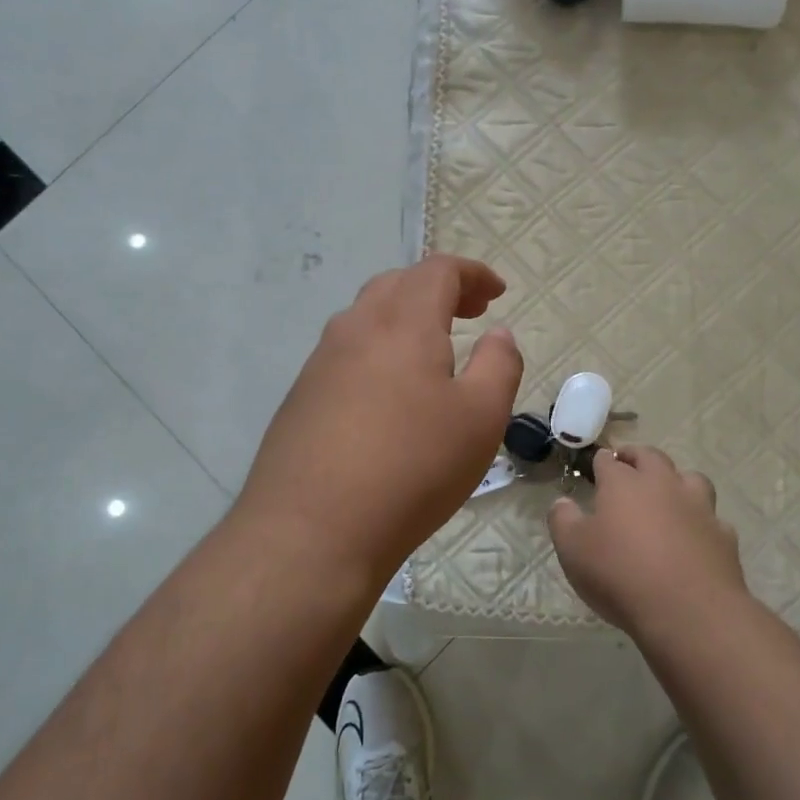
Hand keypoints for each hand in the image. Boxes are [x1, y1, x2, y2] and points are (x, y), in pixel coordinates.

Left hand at [237, 254, 522, 590]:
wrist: (311, 529)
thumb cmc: (412, 468)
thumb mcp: (481, 419)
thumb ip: (498, 366)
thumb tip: (499, 334)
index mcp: (403, 323)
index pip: (437, 270)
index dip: (472, 273)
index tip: (497, 293)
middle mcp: (356, 329)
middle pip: (397, 284)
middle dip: (438, 290)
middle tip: (470, 314)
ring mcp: (320, 362)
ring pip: (366, 317)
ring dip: (404, 318)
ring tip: (432, 350)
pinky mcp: (301, 397)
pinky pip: (346, 353)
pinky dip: (378, 349)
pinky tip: (389, 392)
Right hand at [548, 447, 746, 637]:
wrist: (688, 610)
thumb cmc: (620, 574)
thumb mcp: (573, 550)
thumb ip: (563, 521)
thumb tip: (562, 502)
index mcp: (623, 484)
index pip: (609, 461)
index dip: (601, 461)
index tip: (596, 465)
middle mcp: (663, 485)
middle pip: (651, 457)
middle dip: (637, 456)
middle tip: (628, 463)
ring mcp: (698, 508)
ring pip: (690, 478)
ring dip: (677, 480)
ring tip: (667, 493)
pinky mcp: (723, 535)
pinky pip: (712, 518)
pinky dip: (701, 520)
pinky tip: (694, 535)